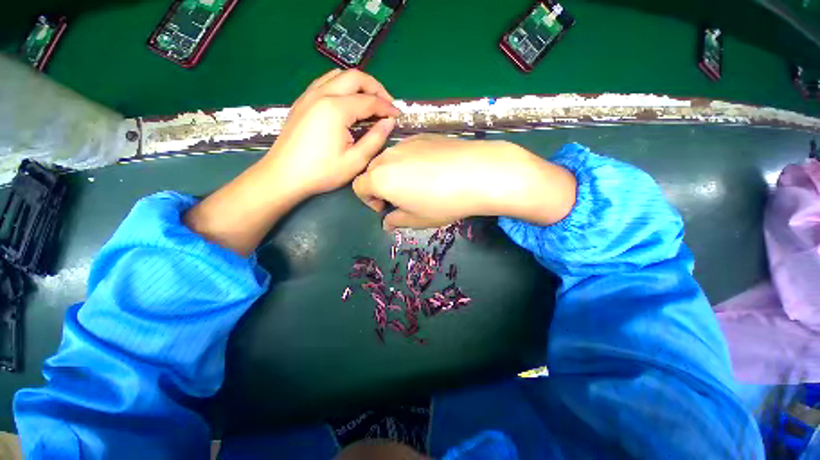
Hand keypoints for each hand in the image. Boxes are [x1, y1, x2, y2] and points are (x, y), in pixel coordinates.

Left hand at [184, 70, 399, 254]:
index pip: (369, 101)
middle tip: (387, 104)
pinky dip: (343, 86)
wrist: (284, 175)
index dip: (387, 107)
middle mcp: (322, 94)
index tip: (398, 116)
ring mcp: (309, 95)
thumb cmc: (322, 172)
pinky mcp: (302, 101)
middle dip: (376, 88)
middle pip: (355, 77)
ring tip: (370, 101)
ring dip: (359, 84)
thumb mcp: (355, 161)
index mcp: (336, 109)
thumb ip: (375, 139)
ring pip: (339, 75)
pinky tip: (348, 102)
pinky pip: (326, 82)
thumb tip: (389, 122)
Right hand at [352, 135, 576, 229]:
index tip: (385, 208)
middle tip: (399, 198)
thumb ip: (397, 220)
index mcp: (380, 178)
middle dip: (379, 186)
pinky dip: (409, 161)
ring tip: (416, 184)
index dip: (368, 200)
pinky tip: (431, 170)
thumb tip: (387, 222)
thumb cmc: (443, 202)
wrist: (478, 173)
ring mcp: (406, 143)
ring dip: (394, 173)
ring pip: (390, 159)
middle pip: (372, 170)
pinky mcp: (424, 136)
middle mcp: (389, 156)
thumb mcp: (417, 219)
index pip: (359, 187)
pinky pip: (407, 150)